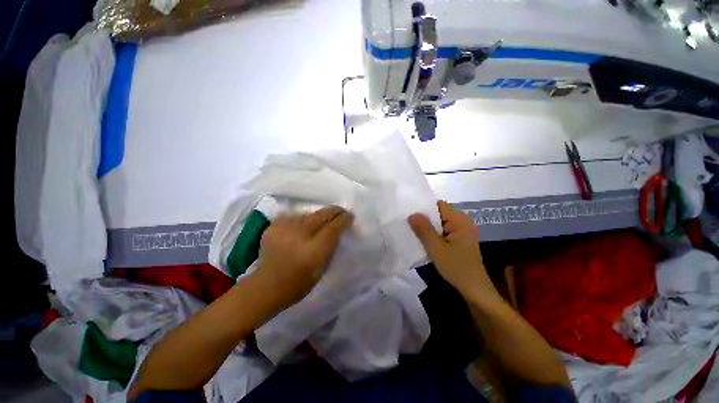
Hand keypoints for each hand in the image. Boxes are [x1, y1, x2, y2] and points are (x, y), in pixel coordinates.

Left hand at [253, 206, 353, 308]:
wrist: (265, 286)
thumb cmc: (298, 284)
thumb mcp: (322, 268)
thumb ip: (330, 247)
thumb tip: (337, 230)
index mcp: (314, 250)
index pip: (333, 227)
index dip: (343, 219)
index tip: (349, 216)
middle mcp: (300, 235)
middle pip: (321, 215)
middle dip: (334, 211)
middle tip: (340, 211)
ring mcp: (285, 229)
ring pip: (308, 213)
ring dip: (318, 216)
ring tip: (321, 220)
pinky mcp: (274, 226)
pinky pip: (294, 216)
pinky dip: (302, 219)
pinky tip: (303, 226)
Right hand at [408, 201, 498, 301]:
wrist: (474, 289)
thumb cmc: (456, 267)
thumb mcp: (436, 248)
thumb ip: (423, 230)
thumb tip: (412, 214)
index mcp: (460, 220)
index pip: (439, 205)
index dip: (424, 208)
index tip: (410, 215)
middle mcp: (463, 221)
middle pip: (439, 213)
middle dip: (425, 219)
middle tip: (409, 224)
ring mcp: (462, 230)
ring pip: (440, 223)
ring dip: (428, 227)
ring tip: (414, 232)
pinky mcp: (460, 239)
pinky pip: (443, 230)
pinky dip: (434, 234)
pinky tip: (425, 240)